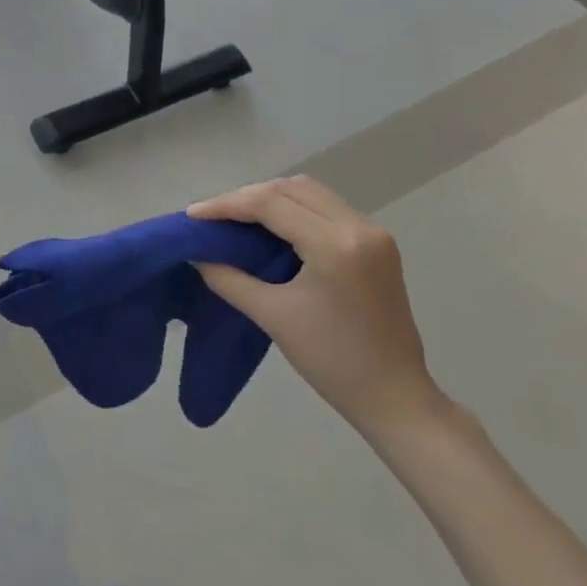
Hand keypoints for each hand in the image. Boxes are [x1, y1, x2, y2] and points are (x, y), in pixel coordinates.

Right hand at [189, 175, 440, 436]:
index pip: (270, 203)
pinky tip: (271, 228)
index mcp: (335, 245)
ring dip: (271, 198)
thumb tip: (197, 254)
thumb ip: (228, 278)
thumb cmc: (331, 360)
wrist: (394, 396)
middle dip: (247, 197)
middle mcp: (358, 226)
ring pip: (310, 193)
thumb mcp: (272, 316)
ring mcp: (373, 232)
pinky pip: (326, 208)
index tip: (192, 216)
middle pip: (291, 189)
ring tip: (237, 219)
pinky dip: (294, 210)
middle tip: (213, 217)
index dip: (226, 204)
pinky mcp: (377, 243)